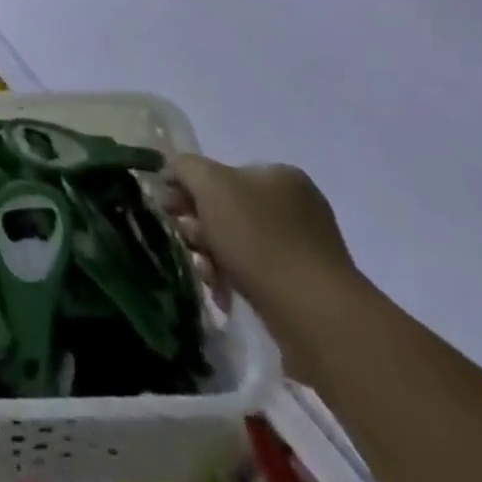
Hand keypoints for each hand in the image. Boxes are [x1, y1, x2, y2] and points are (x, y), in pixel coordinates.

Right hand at [161, 155, 360, 369]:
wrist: (313, 314)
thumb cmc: (259, 238)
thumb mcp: (210, 184)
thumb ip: (186, 167)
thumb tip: (174, 169)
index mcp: (281, 176)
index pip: (224, 173)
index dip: (190, 186)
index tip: (168, 207)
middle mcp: (297, 208)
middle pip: (228, 209)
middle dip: (199, 224)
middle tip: (184, 240)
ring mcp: (304, 251)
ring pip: (238, 245)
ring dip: (211, 254)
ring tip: (204, 272)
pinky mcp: (304, 290)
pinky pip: (256, 276)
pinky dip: (233, 280)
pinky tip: (222, 293)